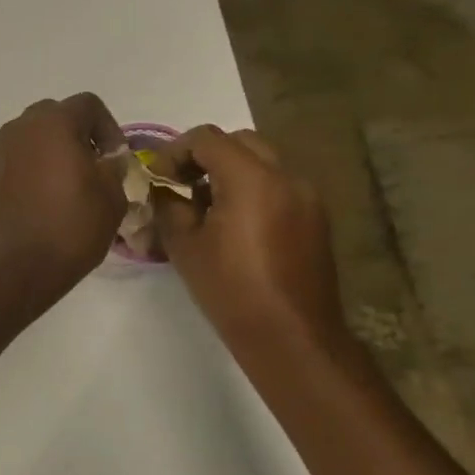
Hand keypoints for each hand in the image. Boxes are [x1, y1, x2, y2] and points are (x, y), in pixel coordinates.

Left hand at [0, 94, 127, 303]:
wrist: (16, 267)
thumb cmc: (71, 227)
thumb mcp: (112, 196)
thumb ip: (114, 167)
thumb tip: (107, 159)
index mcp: (53, 123)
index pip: (88, 105)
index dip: (109, 128)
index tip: (116, 159)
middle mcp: (20, 129)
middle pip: (56, 116)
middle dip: (78, 135)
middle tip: (94, 167)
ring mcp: (0, 153)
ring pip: (33, 138)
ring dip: (54, 152)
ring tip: (71, 185)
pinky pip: (18, 161)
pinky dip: (34, 170)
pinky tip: (46, 201)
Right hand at [153, 126, 348, 358]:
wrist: (291, 335)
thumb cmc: (230, 289)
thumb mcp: (184, 245)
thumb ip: (168, 205)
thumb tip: (162, 189)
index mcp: (251, 179)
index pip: (207, 138)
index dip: (175, 151)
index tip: (159, 178)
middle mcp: (286, 176)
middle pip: (239, 141)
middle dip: (205, 156)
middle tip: (181, 184)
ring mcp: (307, 196)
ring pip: (263, 161)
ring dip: (231, 171)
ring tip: (205, 206)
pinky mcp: (315, 218)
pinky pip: (278, 185)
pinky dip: (253, 189)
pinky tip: (234, 225)